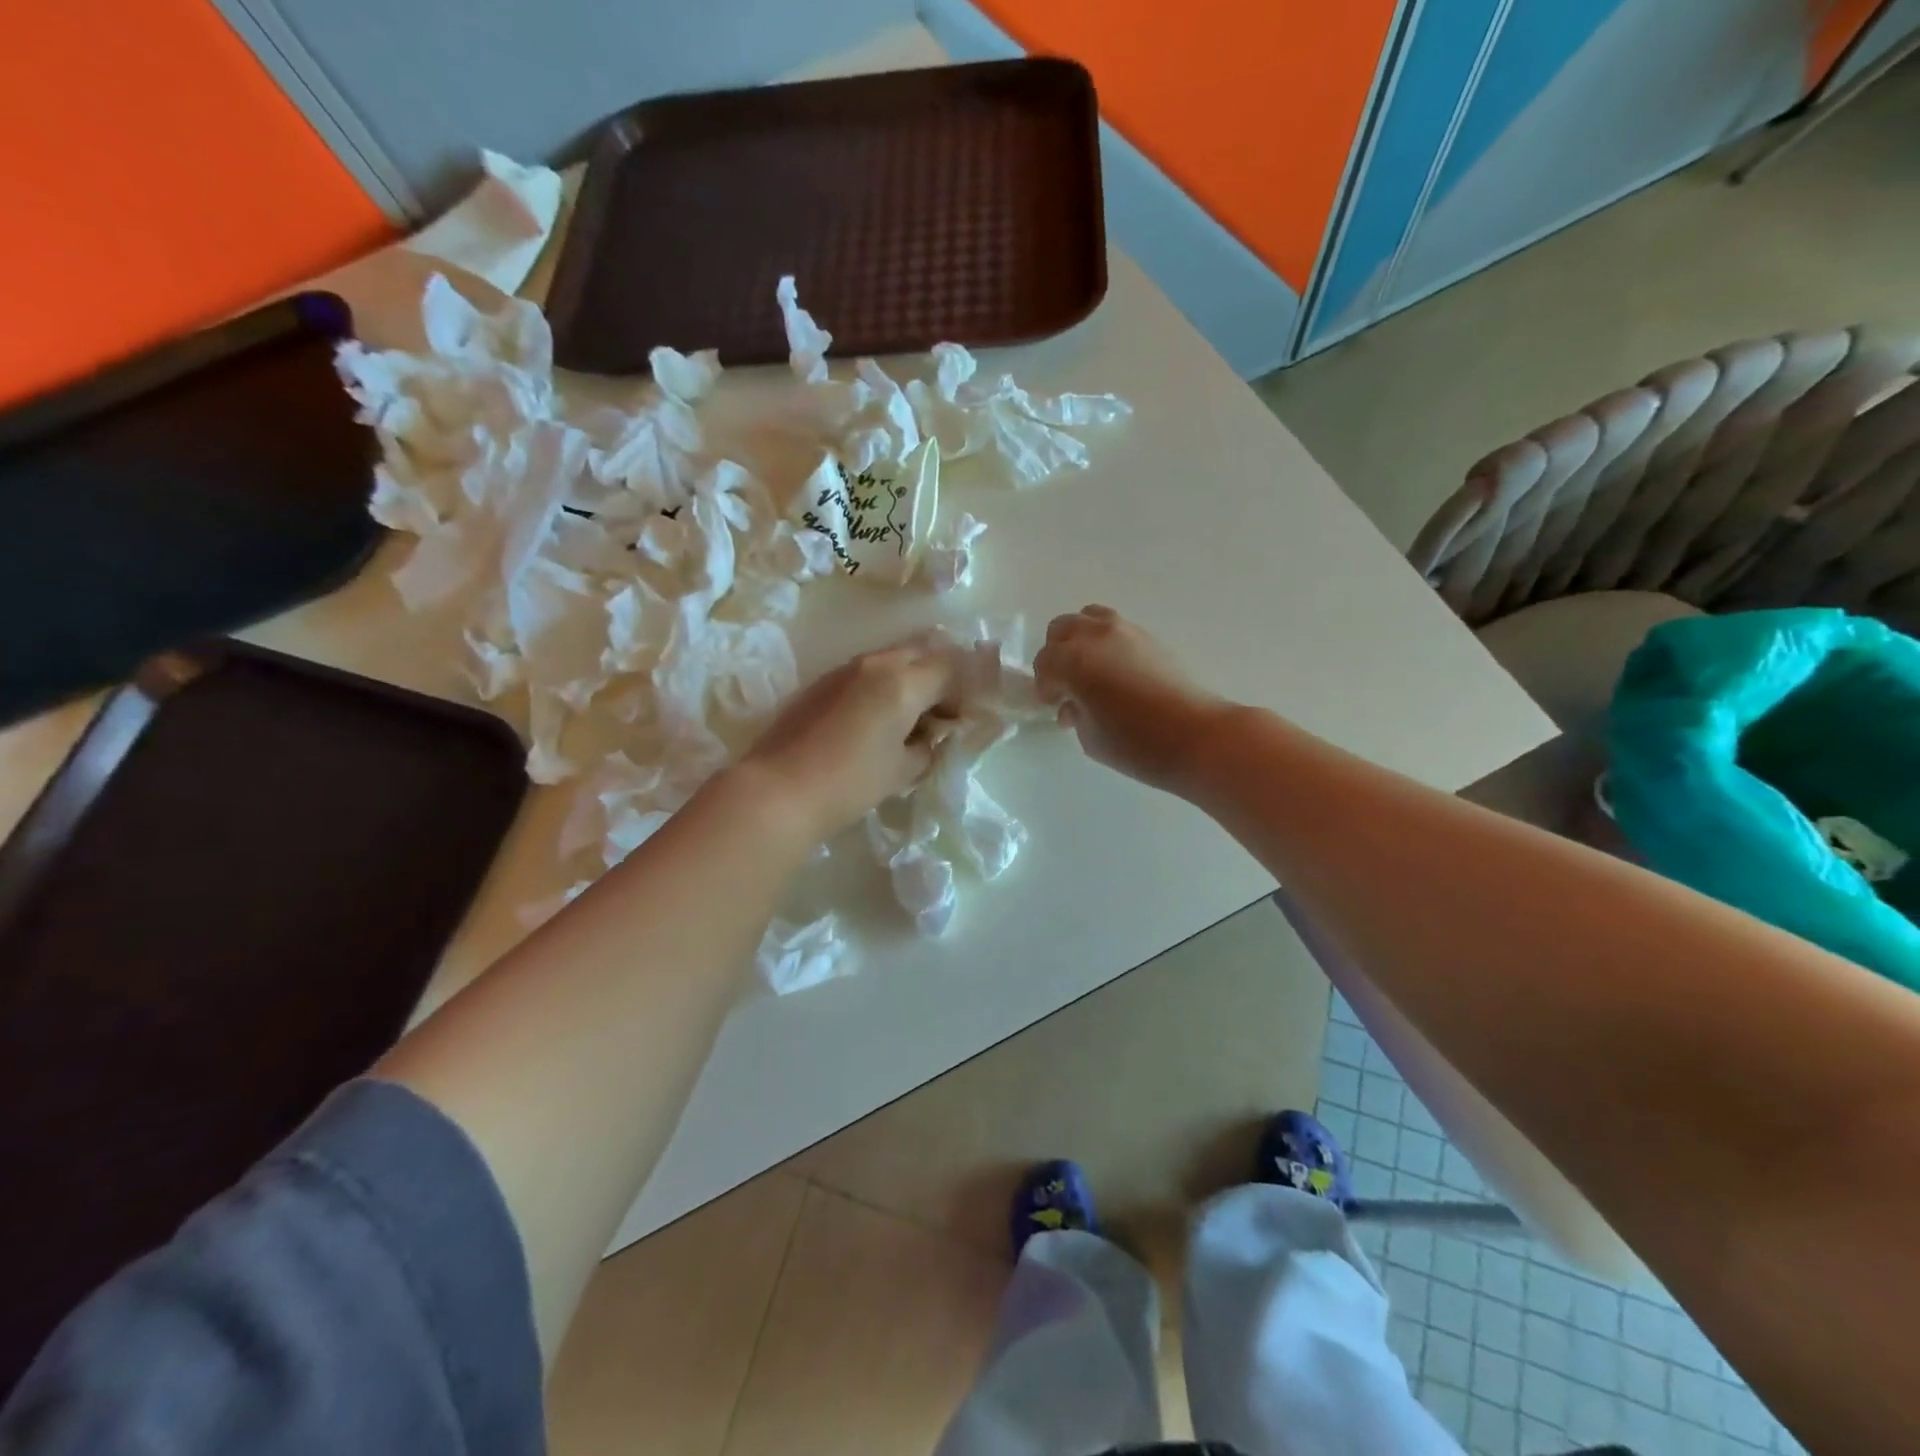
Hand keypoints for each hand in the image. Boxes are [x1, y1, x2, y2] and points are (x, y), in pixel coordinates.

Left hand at [739, 642, 958, 841]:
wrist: (779, 789)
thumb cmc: (850, 782)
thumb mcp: (902, 770)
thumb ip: (926, 747)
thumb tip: (929, 737)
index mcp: (903, 681)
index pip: (951, 667)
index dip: (965, 691)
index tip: (961, 719)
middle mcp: (876, 664)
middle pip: (922, 652)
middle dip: (940, 676)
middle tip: (941, 713)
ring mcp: (844, 669)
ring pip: (892, 659)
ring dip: (910, 679)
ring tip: (909, 719)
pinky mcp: (822, 682)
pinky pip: (865, 673)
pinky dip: (882, 686)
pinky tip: (875, 721)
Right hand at [1034, 606, 1231, 793]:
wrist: (1195, 735)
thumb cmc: (1134, 743)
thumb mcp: (1089, 737)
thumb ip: (1074, 712)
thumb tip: (1074, 703)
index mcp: (1072, 660)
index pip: (1044, 663)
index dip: (1045, 687)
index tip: (1054, 706)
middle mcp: (1094, 636)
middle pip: (1061, 630)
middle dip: (1057, 656)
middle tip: (1066, 685)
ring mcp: (1124, 631)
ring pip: (1089, 619)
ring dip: (1080, 641)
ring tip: (1089, 671)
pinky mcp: (1148, 637)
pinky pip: (1114, 629)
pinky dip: (1105, 643)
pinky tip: (1114, 673)